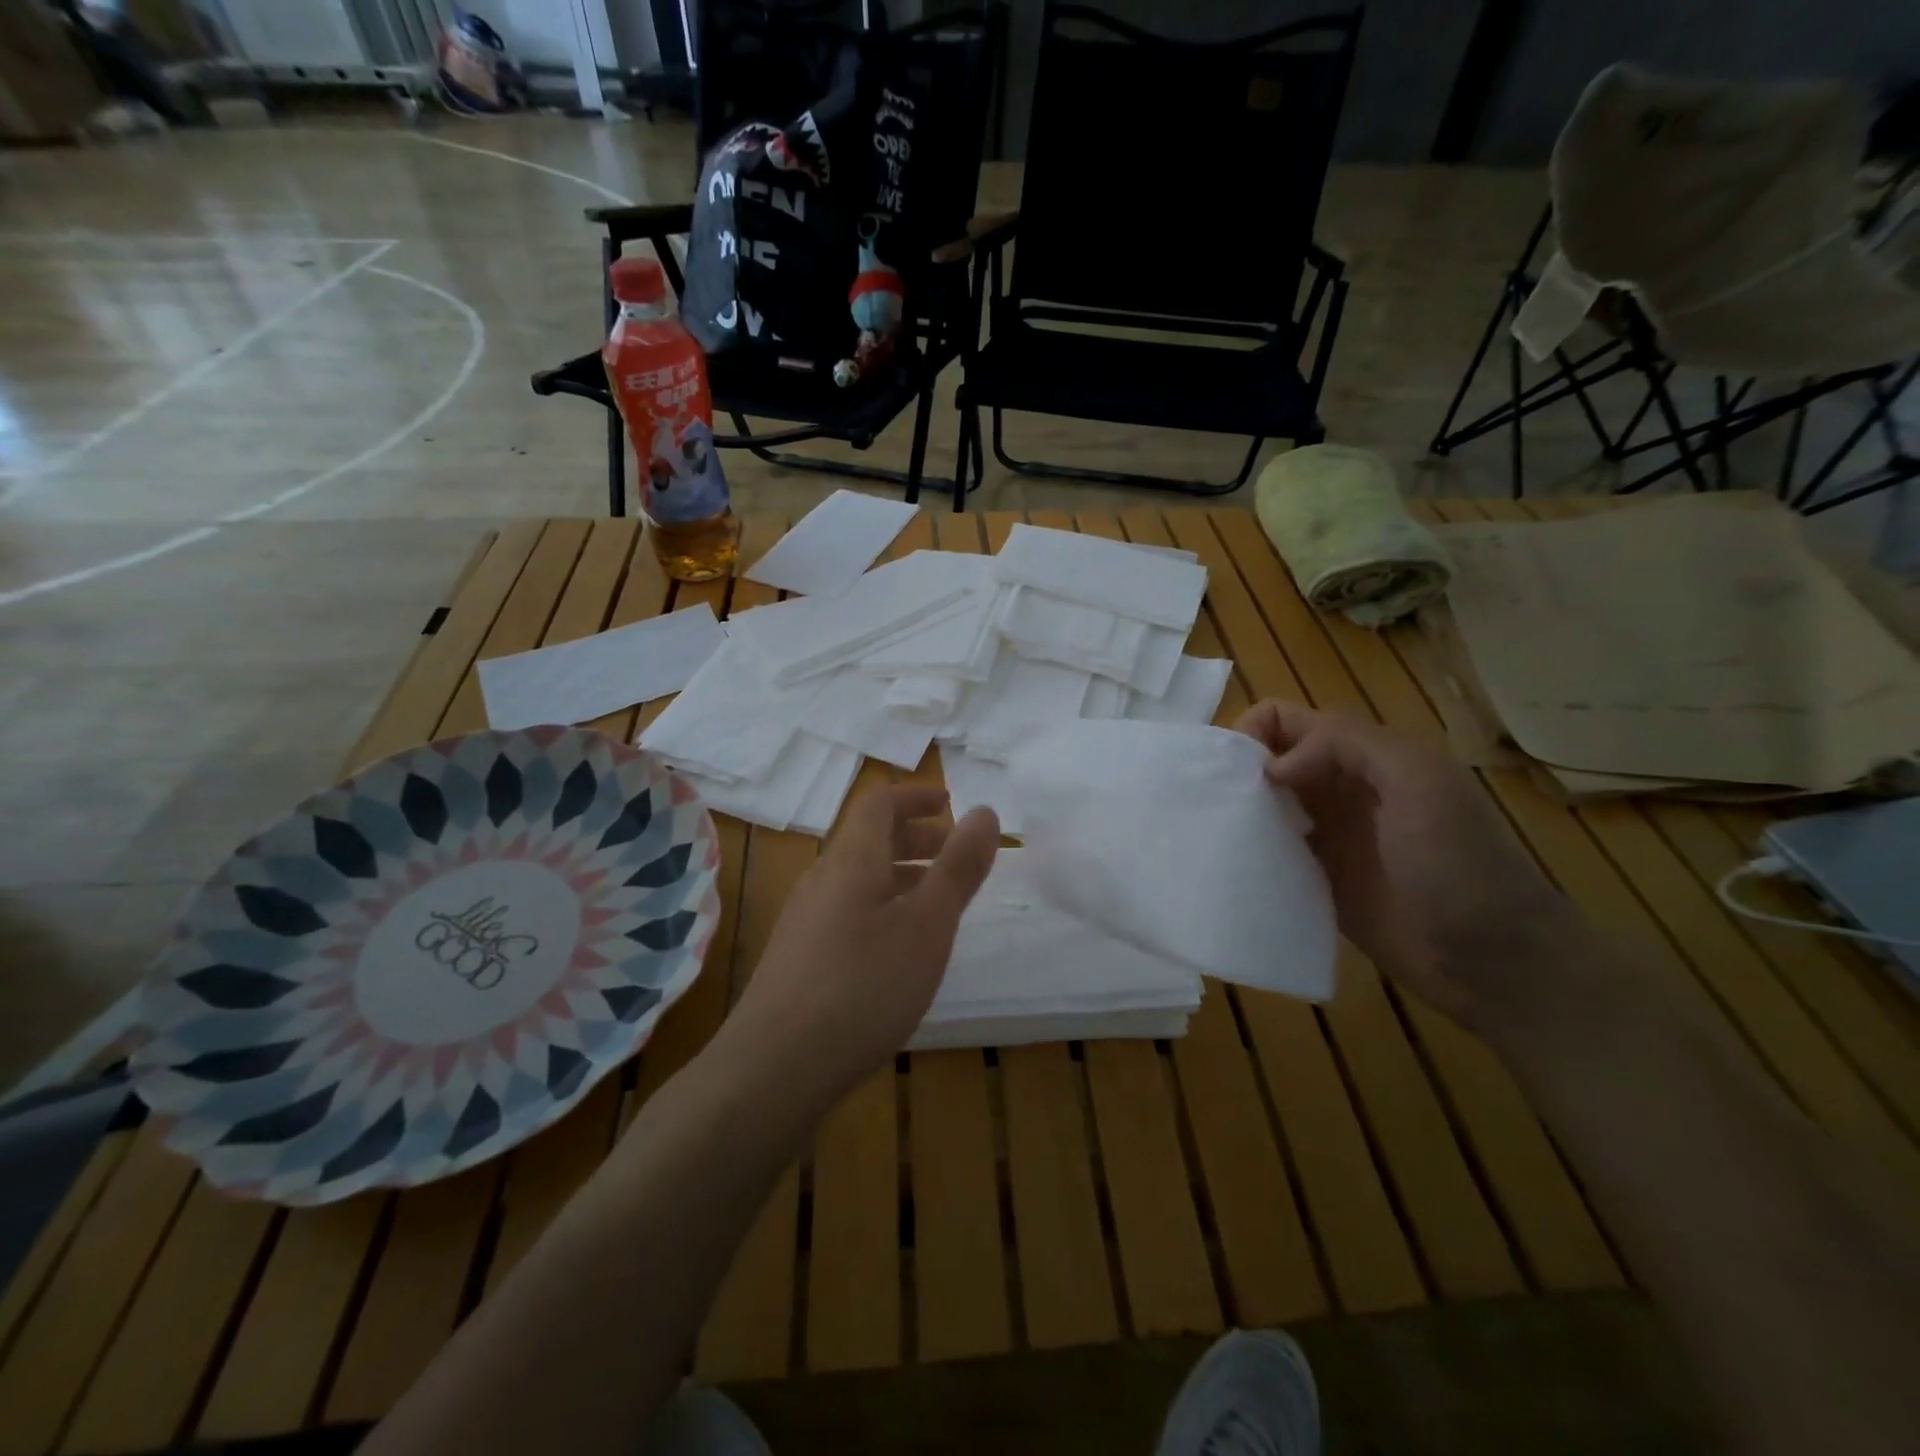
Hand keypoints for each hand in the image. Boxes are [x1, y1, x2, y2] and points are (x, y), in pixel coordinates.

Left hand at [724, 786, 999, 1108]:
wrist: (775, 1068)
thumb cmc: (864, 986)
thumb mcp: (927, 925)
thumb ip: (958, 868)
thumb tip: (984, 811)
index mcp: (851, 861)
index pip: (879, 804)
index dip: (916, 796)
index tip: (951, 804)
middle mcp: (822, 880)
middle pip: (869, 840)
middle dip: (916, 838)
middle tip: (956, 856)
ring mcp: (804, 921)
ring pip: (859, 880)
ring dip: (902, 876)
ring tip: (938, 904)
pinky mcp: (798, 958)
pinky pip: (847, 912)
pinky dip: (882, 909)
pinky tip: (899, 951)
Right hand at [1235, 700, 1578, 1029]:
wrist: (1495, 961)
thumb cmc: (1461, 864)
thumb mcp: (1420, 782)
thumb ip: (1348, 747)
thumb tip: (1273, 768)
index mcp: (1365, 755)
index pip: (1290, 720)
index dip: (1254, 730)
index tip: (1238, 771)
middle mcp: (1340, 788)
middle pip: (1271, 759)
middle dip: (1237, 768)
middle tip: (1213, 801)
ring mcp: (1328, 836)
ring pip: (1266, 804)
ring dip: (1238, 808)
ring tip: (1211, 830)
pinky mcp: (1317, 879)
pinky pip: (1272, 851)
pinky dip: (1248, 848)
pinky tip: (1229, 861)